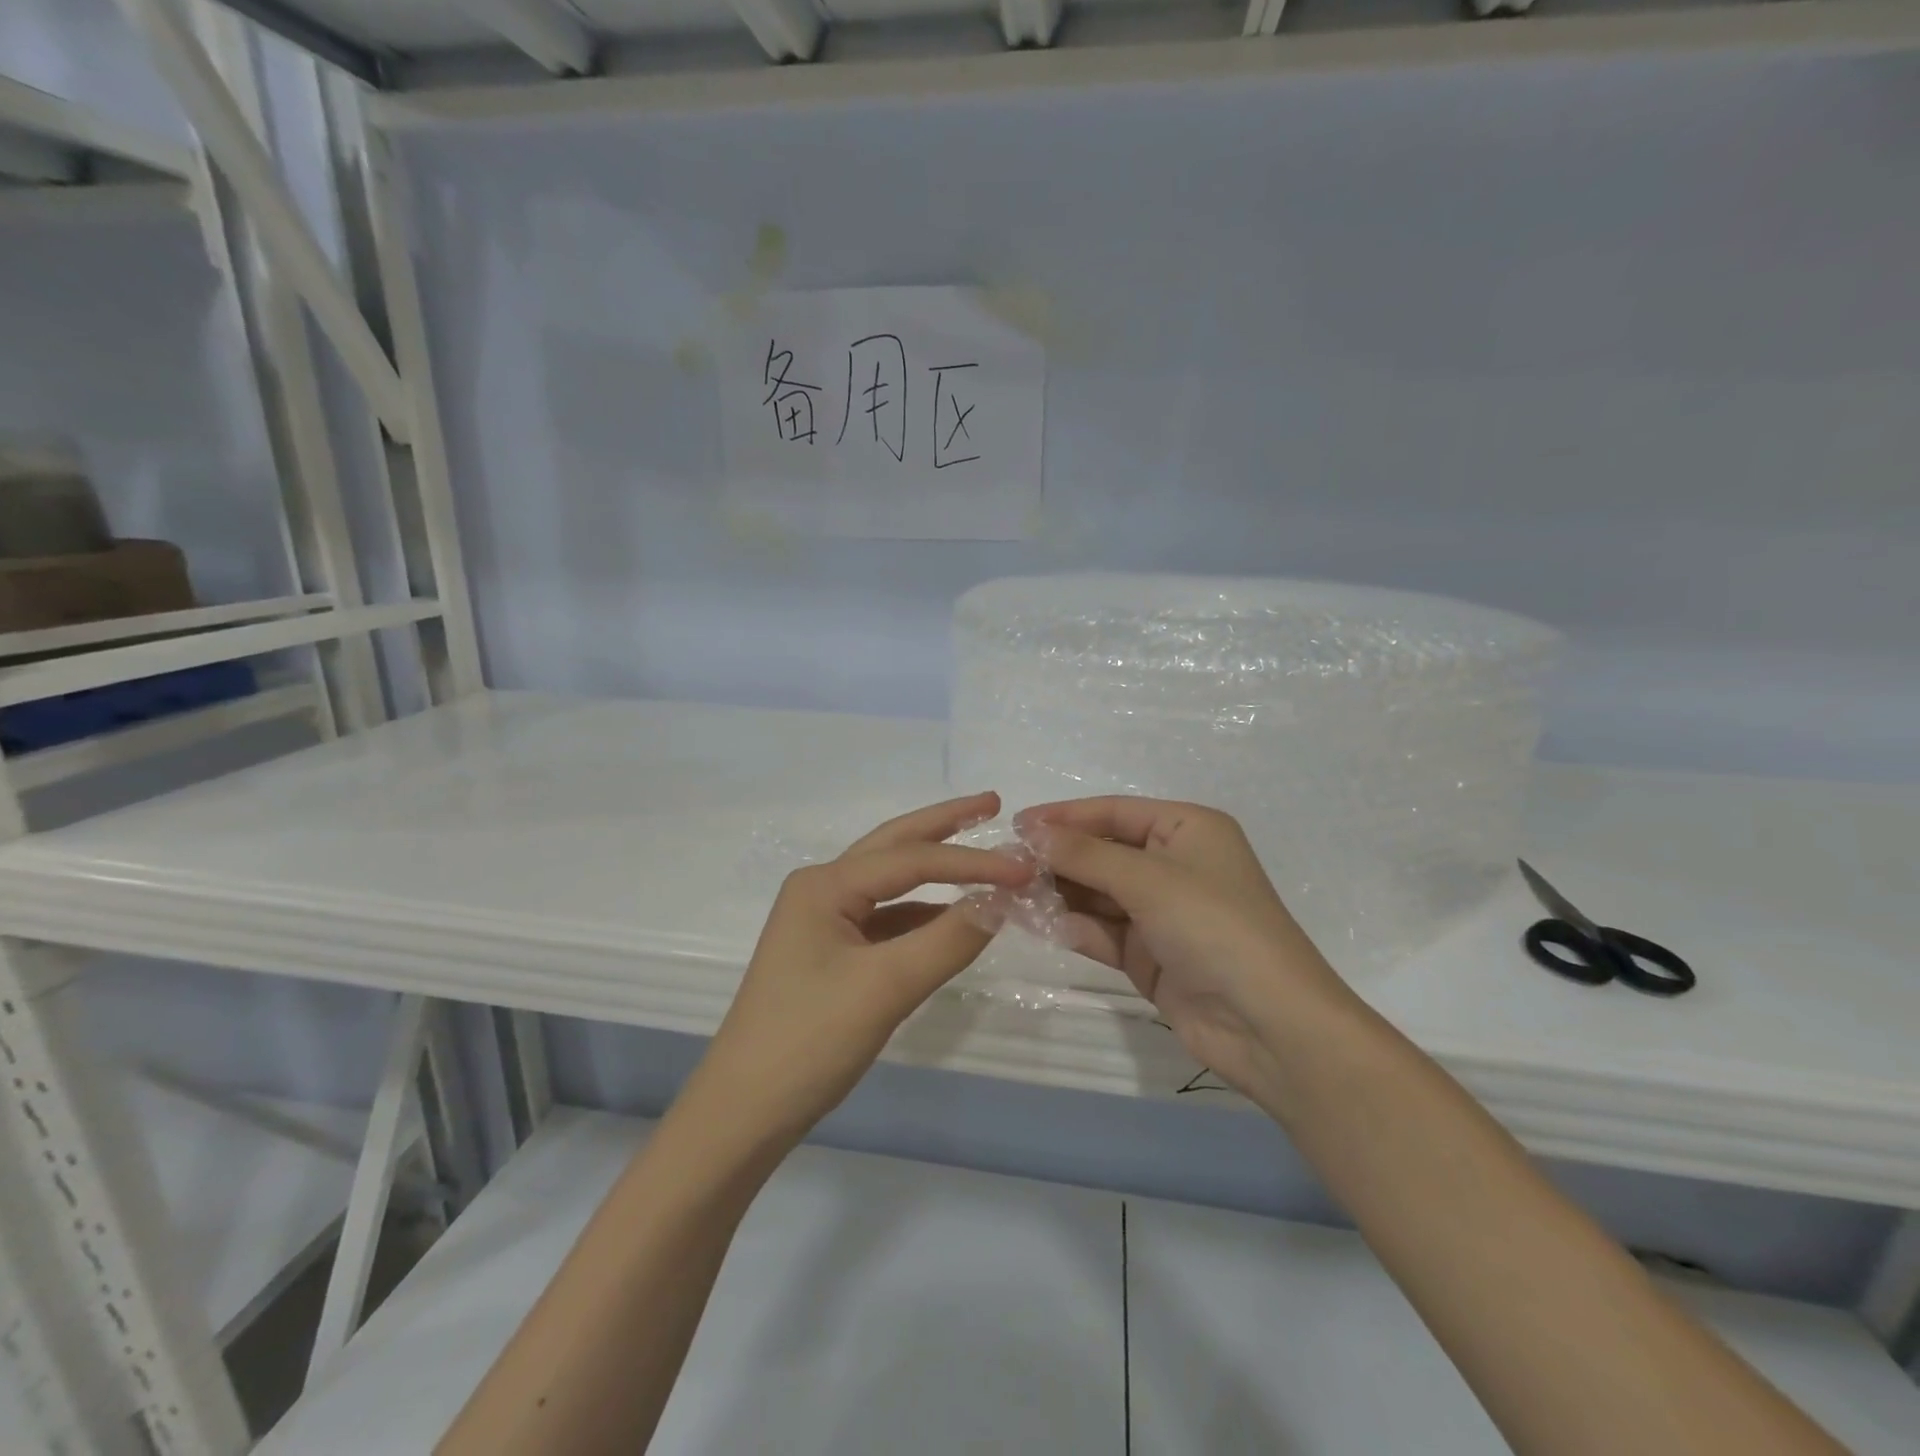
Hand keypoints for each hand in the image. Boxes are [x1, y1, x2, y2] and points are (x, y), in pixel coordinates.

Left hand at [685, 792, 1032, 1150]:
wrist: (744, 1113)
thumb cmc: (808, 1041)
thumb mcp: (886, 987)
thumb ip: (949, 940)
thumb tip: (1004, 901)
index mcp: (825, 885)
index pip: (913, 859)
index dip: (973, 862)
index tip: (1026, 868)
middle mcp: (822, 890)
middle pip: (894, 846)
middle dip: (945, 825)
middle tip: (993, 803)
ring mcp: (824, 921)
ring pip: (891, 883)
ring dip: (937, 870)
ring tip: (983, 855)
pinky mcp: (832, 953)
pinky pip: (887, 919)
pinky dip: (924, 913)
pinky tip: (954, 916)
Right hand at [1014, 797, 1357, 1108]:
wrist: (1269, 1026)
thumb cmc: (1215, 928)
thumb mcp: (1149, 880)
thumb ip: (1085, 855)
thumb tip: (1031, 832)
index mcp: (1187, 829)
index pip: (1113, 812)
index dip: (1064, 816)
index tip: (1015, 825)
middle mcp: (1174, 865)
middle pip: (1102, 852)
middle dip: (1057, 857)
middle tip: (1005, 864)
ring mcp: (1161, 913)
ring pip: (1097, 893)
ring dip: (1058, 892)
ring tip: (1010, 892)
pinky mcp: (1149, 954)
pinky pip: (1101, 930)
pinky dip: (1072, 925)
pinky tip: (1035, 922)